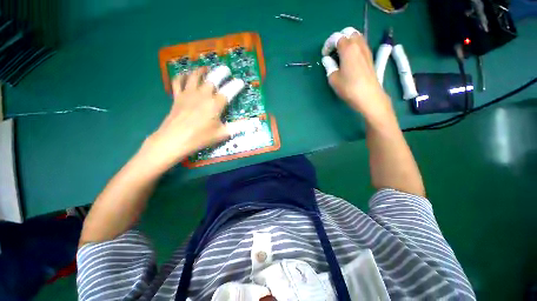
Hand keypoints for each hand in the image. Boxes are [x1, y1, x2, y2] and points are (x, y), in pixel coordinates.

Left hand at [141, 66, 243, 171]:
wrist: (174, 140)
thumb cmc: (200, 138)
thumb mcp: (222, 134)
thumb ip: (237, 127)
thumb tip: (252, 124)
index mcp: (215, 104)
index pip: (229, 91)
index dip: (236, 85)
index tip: (241, 82)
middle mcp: (203, 95)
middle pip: (213, 78)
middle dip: (221, 72)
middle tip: (226, 69)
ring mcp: (188, 94)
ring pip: (195, 76)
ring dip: (202, 70)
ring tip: (207, 68)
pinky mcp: (177, 97)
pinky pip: (178, 82)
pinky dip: (182, 76)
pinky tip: (185, 75)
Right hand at [321, 27, 394, 122]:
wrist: (369, 96)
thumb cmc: (349, 87)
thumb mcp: (333, 79)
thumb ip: (329, 66)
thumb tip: (327, 60)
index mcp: (348, 48)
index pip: (336, 38)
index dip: (328, 45)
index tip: (324, 55)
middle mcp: (358, 45)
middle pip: (348, 32)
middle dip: (339, 39)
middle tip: (333, 52)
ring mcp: (366, 50)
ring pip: (356, 37)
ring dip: (347, 42)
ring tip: (341, 55)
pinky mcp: (370, 57)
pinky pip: (361, 45)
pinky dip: (354, 47)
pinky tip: (350, 59)